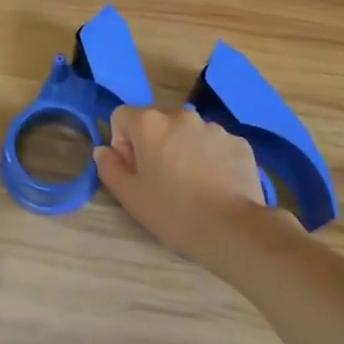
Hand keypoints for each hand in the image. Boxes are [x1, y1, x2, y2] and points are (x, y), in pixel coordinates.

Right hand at [94, 106, 278, 263]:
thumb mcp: (130, 196)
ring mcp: (214, 127)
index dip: (122, 143)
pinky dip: (209, 158)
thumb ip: (110, 167)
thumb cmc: (173, 212)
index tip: (134, 170)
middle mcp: (182, 115)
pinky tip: (214, 185)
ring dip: (181, 149)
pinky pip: (214, 144)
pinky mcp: (239, 143)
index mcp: (150, 124)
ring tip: (191, 184)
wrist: (232, 228)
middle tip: (160, 179)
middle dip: (152, 143)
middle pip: (156, 121)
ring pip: (187, 132)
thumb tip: (104, 150)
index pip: (121, 116)